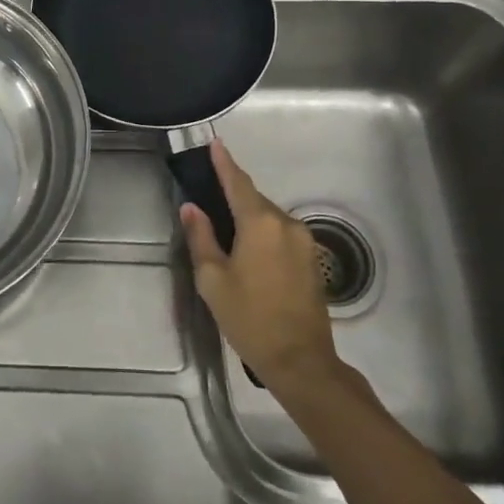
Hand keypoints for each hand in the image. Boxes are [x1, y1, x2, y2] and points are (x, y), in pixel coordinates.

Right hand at [182, 140, 340, 392]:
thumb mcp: (213, 280)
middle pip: (254, 199)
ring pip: (269, 217)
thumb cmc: (249, 319)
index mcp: (260, 223)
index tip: (214, 143)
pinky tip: (249, 250)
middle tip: (209, 197)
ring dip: (249, 217)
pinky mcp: (312, 259)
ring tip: (226, 231)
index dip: (224, 162)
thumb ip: (201, 238)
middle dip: (233, 195)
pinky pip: (281, 233)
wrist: (301, 361)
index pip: (238, 183)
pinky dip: (263, 232)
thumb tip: (191, 208)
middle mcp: (286, 224)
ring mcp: (304, 241)